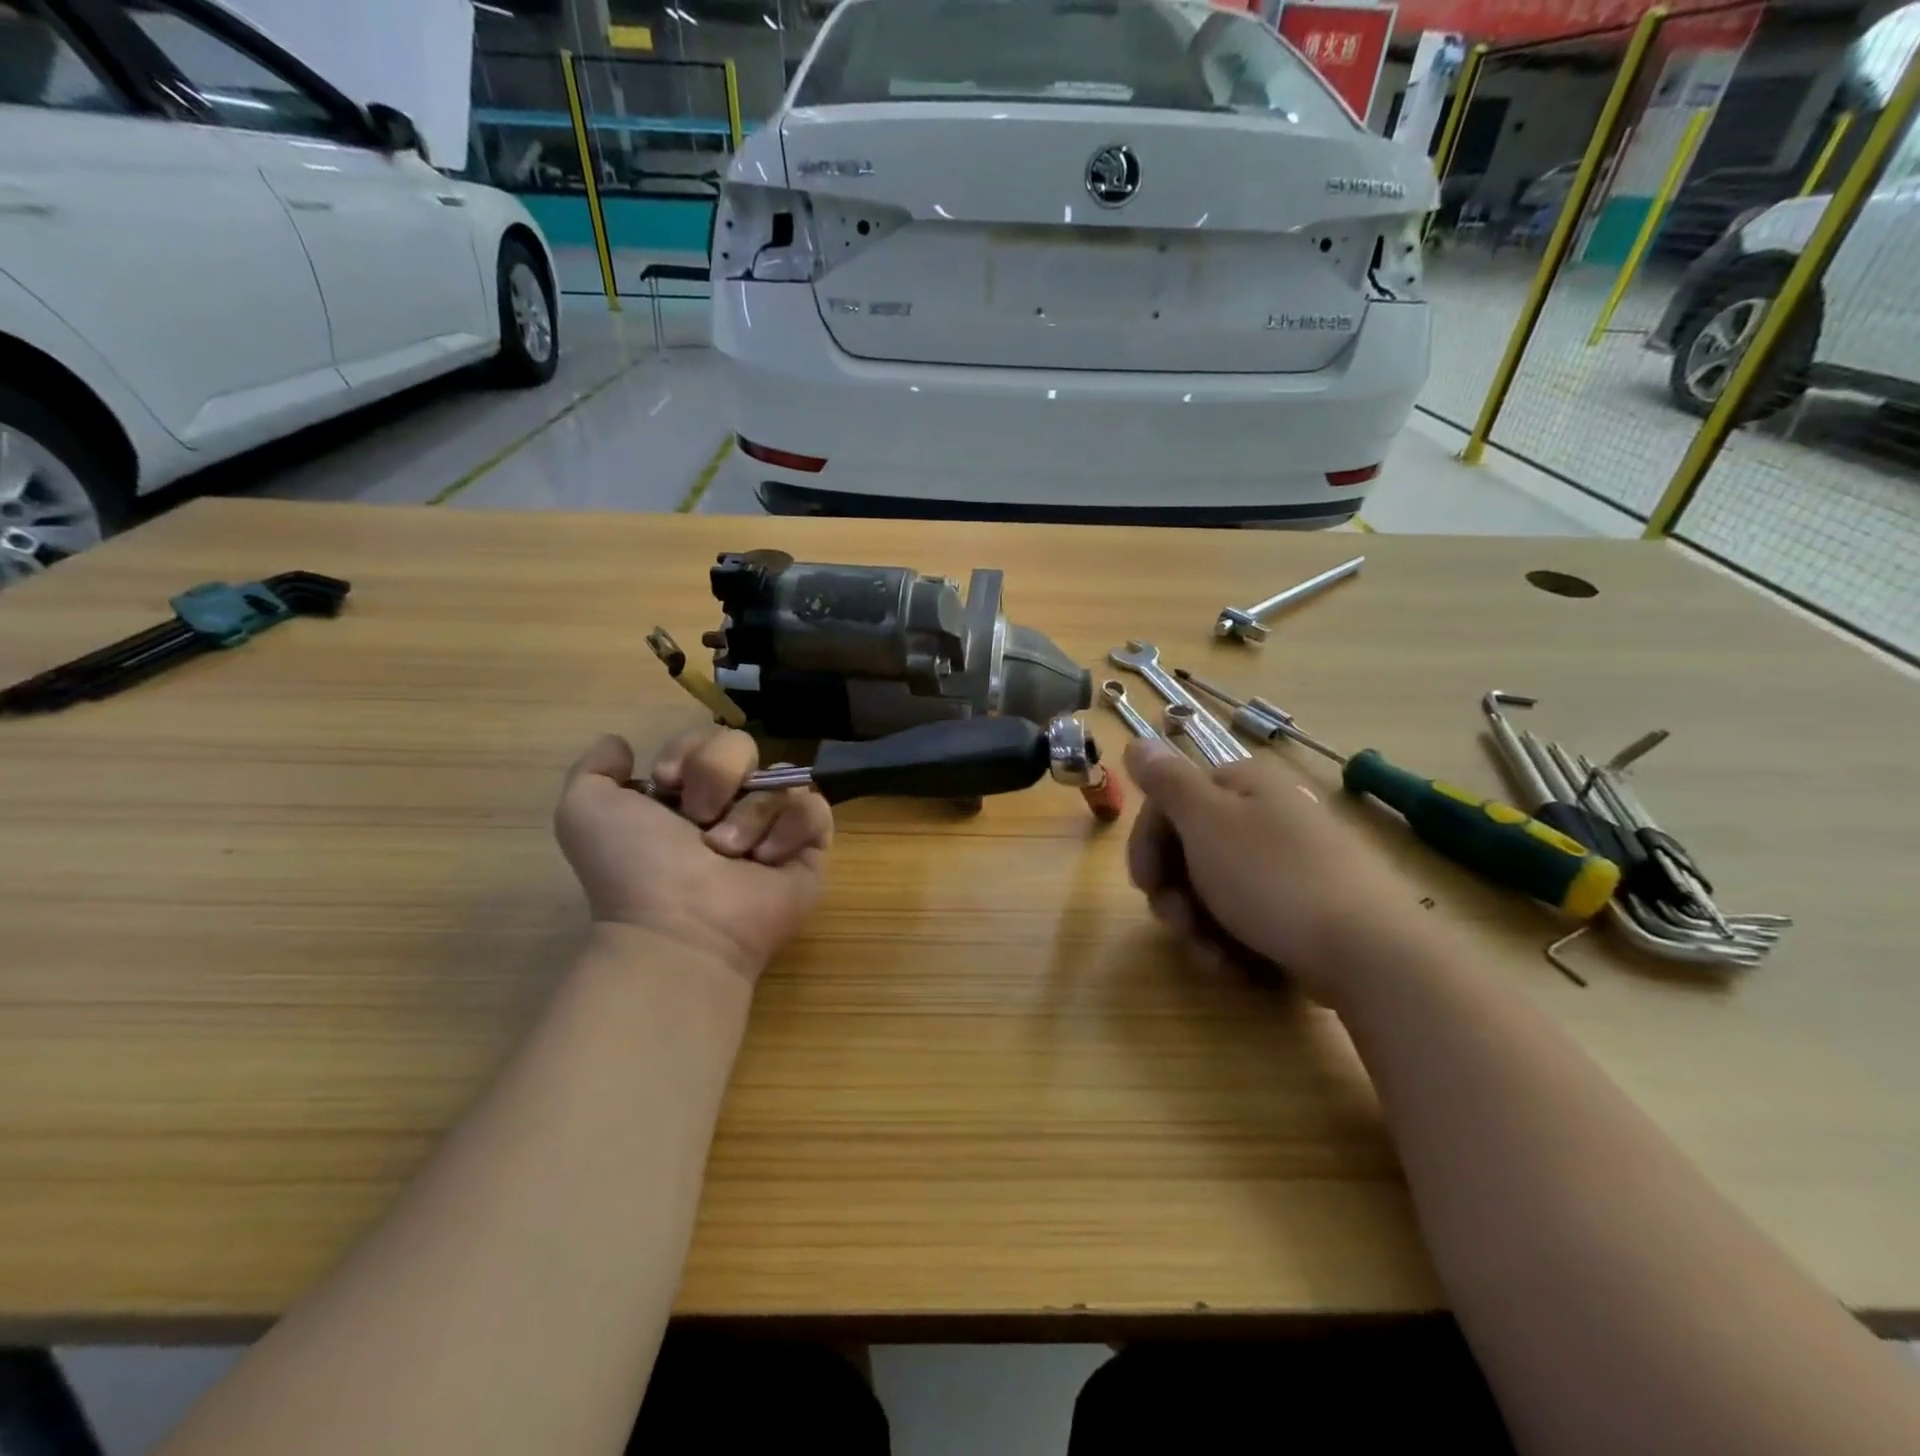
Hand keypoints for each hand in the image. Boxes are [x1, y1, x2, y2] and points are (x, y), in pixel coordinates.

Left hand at [554, 728, 833, 982]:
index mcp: (685, 796)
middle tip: (700, 819)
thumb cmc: (635, 869)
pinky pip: (814, 810)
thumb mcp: (585, 811)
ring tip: (729, 854)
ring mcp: (773, 828)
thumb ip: (594, 769)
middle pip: (744, 748)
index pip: (705, 739)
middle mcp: (731, 807)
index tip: (667, 781)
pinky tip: (765, 860)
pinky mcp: (809, 851)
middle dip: (718, 775)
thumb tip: (622, 745)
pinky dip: (789, 829)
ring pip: (780, 778)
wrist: (680, 926)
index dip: (689, 750)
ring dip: (749, 814)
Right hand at [1123, 738, 1429, 1006]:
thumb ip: (1167, 781)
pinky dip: (1232, 941)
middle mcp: (1267, 815)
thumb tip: (1138, 742)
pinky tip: (1235, 965)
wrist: (1368, 952)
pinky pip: (1248, 917)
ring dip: (1198, 925)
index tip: (1143, 884)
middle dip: (1173, 892)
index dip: (1147, 842)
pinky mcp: (1305, 907)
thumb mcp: (1207, 821)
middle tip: (1176, 924)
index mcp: (1244, 786)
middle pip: (1191, 848)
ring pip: (1215, 890)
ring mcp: (1289, 863)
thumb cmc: (1273, 878)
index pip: (1171, 802)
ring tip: (1210, 955)